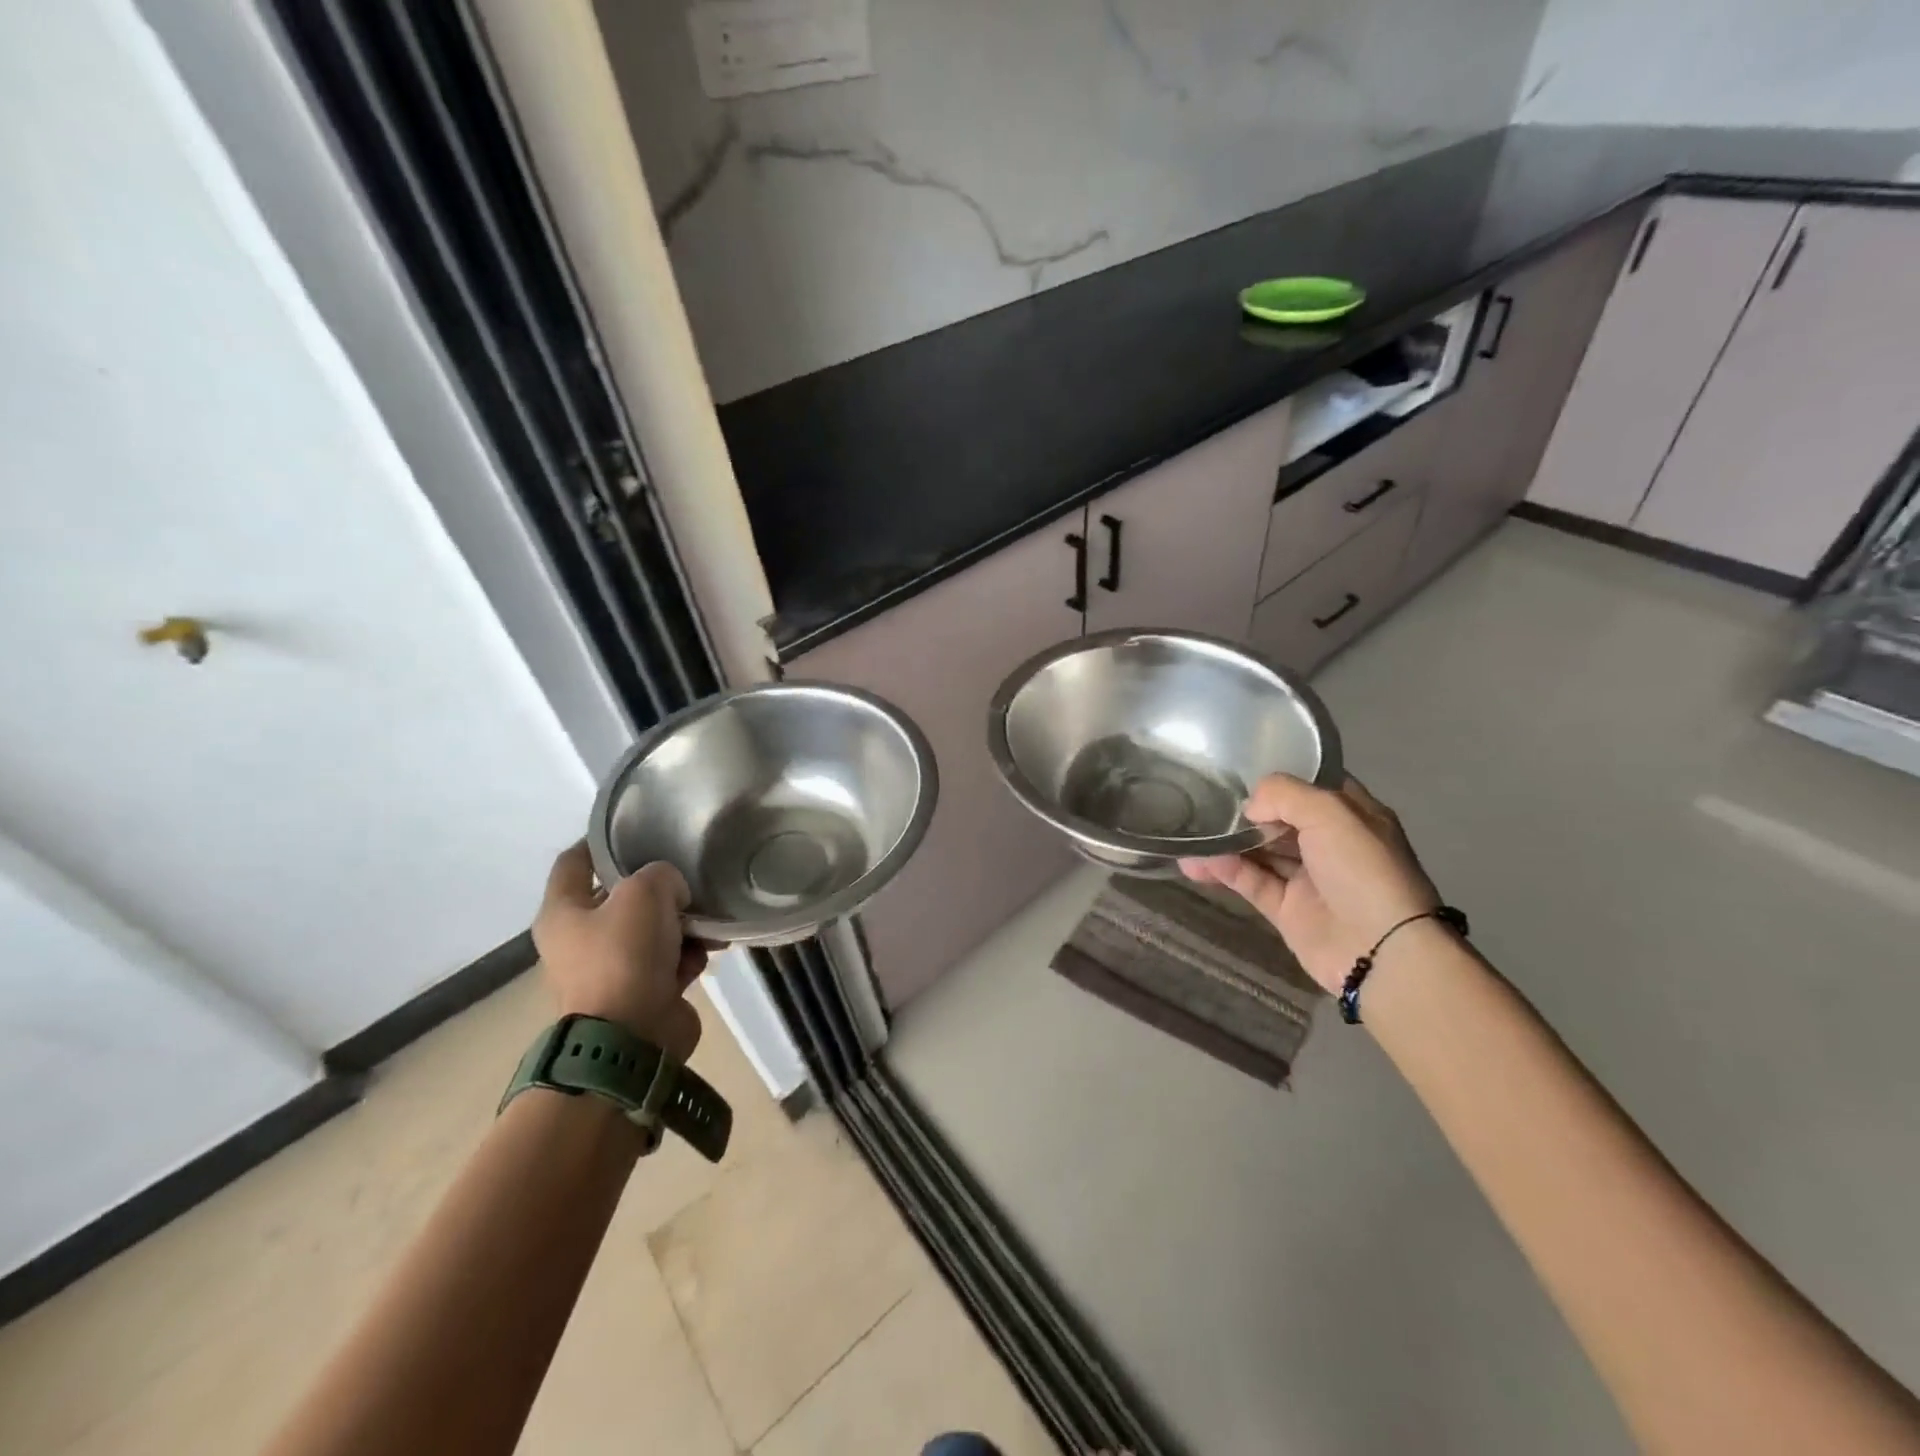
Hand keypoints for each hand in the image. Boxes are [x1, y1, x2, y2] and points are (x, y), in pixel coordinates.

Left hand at [532, 843, 707, 1059]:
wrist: (631, 1038)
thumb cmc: (624, 956)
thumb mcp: (645, 892)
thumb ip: (662, 875)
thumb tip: (672, 893)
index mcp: (562, 913)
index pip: (573, 862)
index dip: (598, 841)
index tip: (632, 828)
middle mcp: (578, 940)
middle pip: (619, 898)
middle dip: (655, 888)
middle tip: (685, 875)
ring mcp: (608, 970)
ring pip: (650, 930)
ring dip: (680, 924)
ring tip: (707, 920)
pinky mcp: (638, 994)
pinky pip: (667, 961)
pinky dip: (686, 956)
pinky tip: (707, 952)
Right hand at [1179, 775, 1440, 994]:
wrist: (1380, 950)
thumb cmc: (1363, 870)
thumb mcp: (1331, 812)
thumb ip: (1284, 795)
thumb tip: (1250, 807)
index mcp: (1353, 816)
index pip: (1315, 787)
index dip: (1283, 778)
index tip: (1242, 768)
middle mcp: (1331, 844)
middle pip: (1282, 819)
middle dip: (1248, 811)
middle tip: (1207, 799)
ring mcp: (1309, 879)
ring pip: (1261, 852)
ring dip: (1228, 842)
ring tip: (1191, 833)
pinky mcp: (1287, 910)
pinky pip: (1251, 883)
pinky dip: (1225, 871)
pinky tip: (1197, 862)